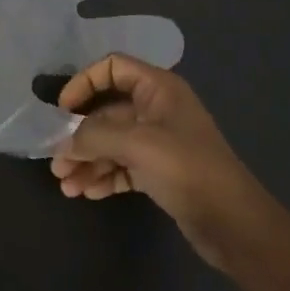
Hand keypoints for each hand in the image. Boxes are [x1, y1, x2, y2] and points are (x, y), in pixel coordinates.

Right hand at [51, 54, 271, 270]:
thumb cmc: (186, 169)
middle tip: (57, 163)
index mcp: (158, 89)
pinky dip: (103, 176)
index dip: (84, 83)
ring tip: (66, 186)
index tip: (63, 110)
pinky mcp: (159, 172)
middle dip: (79, 136)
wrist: (232, 222)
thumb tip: (66, 142)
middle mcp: (157, 110)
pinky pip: (122, 166)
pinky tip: (86, 192)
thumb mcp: (137, 144)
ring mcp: (159, 143)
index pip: (113, 68)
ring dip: (87, 161)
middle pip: (107, 112)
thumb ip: (95, 136)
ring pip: (111, 143)